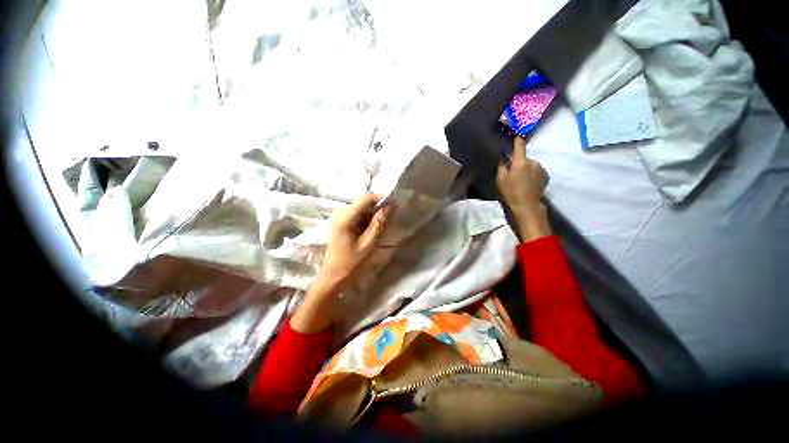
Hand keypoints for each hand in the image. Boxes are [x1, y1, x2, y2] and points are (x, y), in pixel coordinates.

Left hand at [291, 194, 392, 332]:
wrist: (334, 277)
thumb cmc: (351, 263)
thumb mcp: (369, 244)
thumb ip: (379, 223)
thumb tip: (391, 205)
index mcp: (344, 217)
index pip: (366, 198)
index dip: (381, 200)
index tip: (393, 208)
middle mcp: (340, 212)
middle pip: (363, 202)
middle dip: (377, 209)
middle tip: (387, 222)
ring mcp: (339, 216)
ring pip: (362, 208)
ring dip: (373, 216)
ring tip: (380, 229)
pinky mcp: (341, 222)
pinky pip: (358, 215)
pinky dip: (367, 220)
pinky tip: (370, 232)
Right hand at [496, 137, 551, 241]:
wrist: (527, 205)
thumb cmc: (511, 192)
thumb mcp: (501, 180)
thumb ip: (502, 166)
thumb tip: (503, 157)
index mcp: (521, 162)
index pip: (520, 146)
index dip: (517, 140)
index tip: (517, 135)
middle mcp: (533, 162)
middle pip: (525, 158)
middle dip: (520, 163)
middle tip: (514, 174)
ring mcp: (541, 169)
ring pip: (531, 165)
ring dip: (527, 169)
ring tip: (522, 181)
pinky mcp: (545, 176)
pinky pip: (537, 171)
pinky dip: (533, 174)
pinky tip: (529, 184)